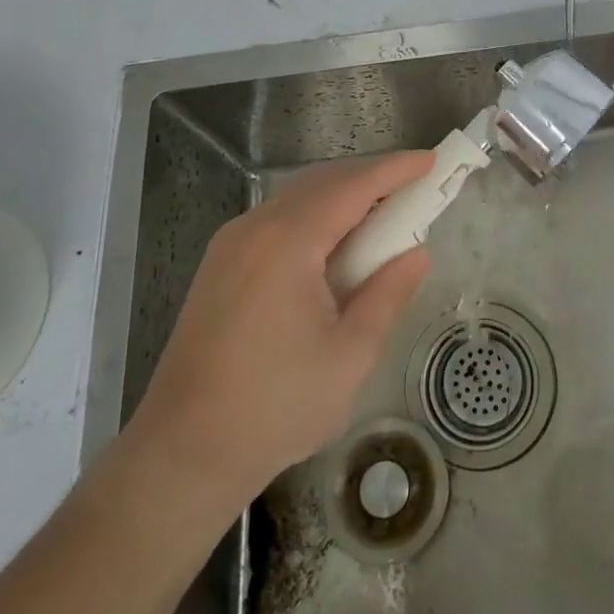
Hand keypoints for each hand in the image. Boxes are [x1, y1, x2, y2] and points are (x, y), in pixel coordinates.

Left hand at [120, 151, 433, 508]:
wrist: (182, 453)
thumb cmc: (275, 407)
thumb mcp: (349, 355)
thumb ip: (387, 295)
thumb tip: (417, 253)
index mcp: (288, 243)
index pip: (352, 187)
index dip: (394, 170)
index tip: (431, 160)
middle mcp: (255, 228)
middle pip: (321, 181)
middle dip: (370, 176)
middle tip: (413, 186)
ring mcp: (231, 244)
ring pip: (296, 196)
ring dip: (341, 194)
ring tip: (381, 211)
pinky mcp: (220, 264)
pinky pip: (277, 218)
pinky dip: (314, 214)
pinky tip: (334, 240)